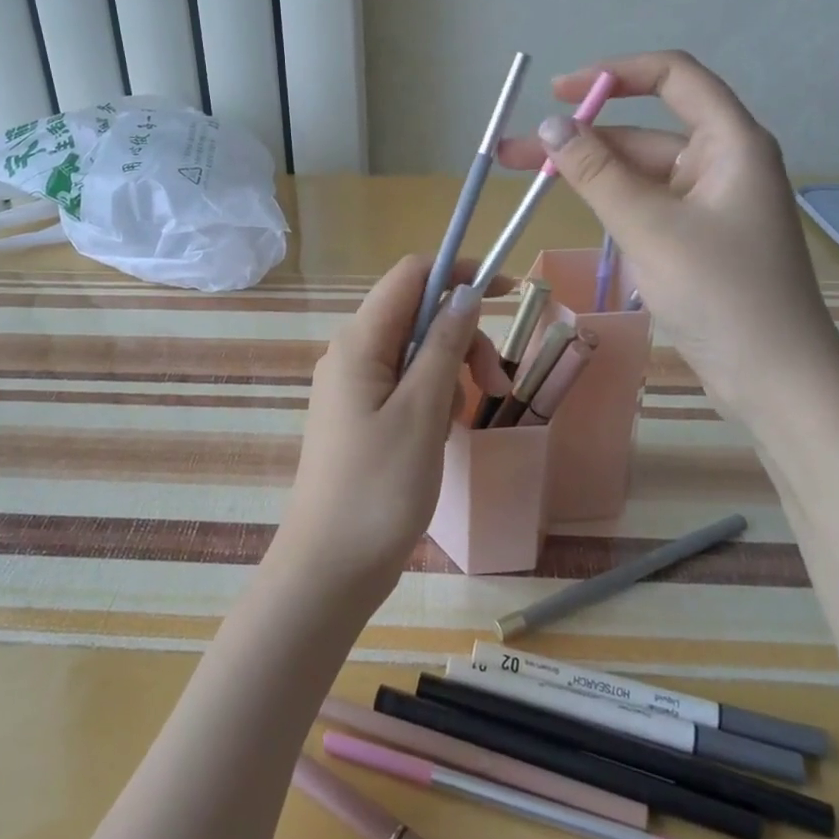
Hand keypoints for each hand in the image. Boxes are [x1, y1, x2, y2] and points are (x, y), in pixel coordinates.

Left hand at [271, 257, 510, 607]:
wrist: (331, 567)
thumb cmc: (379, 488)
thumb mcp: (423, 411)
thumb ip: (443, 345)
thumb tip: (464, 294)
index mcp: (359, 342)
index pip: (411, 276)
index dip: (459, 271)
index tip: (507, 291)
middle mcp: (352, 354)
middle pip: (418, 316)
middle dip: (462, 337)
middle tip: (495, 383)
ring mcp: (354, 387)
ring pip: (416, 354)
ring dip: (451, 372)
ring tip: (464, 421)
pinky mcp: (361, 416)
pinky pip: (406, 386)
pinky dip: (433, 398)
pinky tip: (443, 435)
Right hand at [498, 50, 838, 413]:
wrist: (774, 379)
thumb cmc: (720, 293)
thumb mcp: (649, 227)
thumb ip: (596, 173)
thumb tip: (550, 127)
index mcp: (730, 143)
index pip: (673, 77)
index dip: (614, 74)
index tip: (558, 91)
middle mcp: (721, 163)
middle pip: (643, 131)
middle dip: (579, 137)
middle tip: (514, 151)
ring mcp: (708, 204)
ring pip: (639, 172)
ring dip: (588, 172)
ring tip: (525, 177)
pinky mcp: (696, 238)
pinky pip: (646, 205)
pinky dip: (609, 202)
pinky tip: (573, 206)